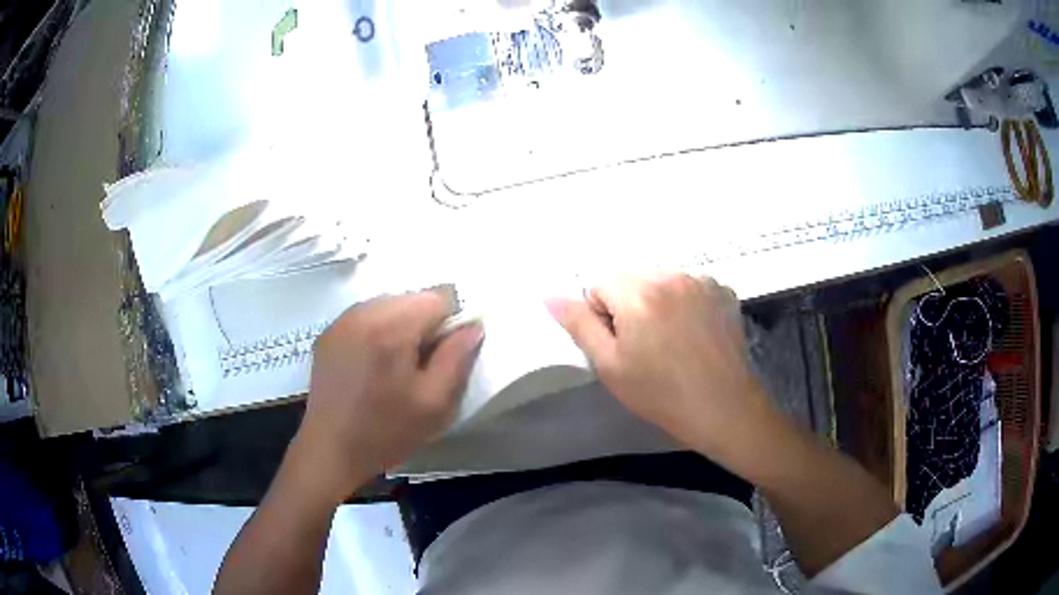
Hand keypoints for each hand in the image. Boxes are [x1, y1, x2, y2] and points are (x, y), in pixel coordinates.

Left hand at [295, 291, 483, 500]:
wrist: (331, 450)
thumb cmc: (386, 431)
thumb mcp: (435, 403)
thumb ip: (458, 357)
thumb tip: (473, 325)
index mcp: (392, 328)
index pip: (438, 298)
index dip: (449, 324)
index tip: (443, 357)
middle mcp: (363, 313)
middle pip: (411, 298)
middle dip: (424, 324)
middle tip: (419, 366)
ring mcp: (341, 321)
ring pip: (387, 304)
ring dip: (400, 326)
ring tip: (394, 366)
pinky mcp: (327, 333)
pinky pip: (364, 317)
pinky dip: (376, 331)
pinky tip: (371, 365)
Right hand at [547, 274, 771, 462]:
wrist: (722, 407)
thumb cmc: (660, 393)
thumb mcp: (609, 365)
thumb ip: (579, 325)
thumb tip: (550, 296)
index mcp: (638, 292)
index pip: (600, 284)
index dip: (603, 315)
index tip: (619, 345)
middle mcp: (671, 275)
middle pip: (632, 277)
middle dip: (630, 303)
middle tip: (644, 344)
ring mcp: (702, 281)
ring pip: (662, 280)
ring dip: (658, 300)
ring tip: (672, 339)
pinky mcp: (723, 291)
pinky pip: (690, 286)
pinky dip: (686, 302)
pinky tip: (694, 333)